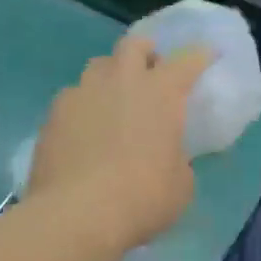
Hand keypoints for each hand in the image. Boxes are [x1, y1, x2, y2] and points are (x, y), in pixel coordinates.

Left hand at [27, 33, 213, 251]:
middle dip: (146, 52)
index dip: (200, 56)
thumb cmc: (142, 198)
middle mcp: (122, 81)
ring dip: (111, 76)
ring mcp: (82, 94)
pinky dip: (84, 107)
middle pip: (134, 45)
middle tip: (151, 71)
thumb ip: (178, 158)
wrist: (75, 215)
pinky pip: (73, 98)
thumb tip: (169, 156)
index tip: (207, 54)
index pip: (187, 61)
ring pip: (98, 66)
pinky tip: (84, 130)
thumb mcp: (181, 184)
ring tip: (114, 100)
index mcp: (161, 92)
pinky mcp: (52, 115)